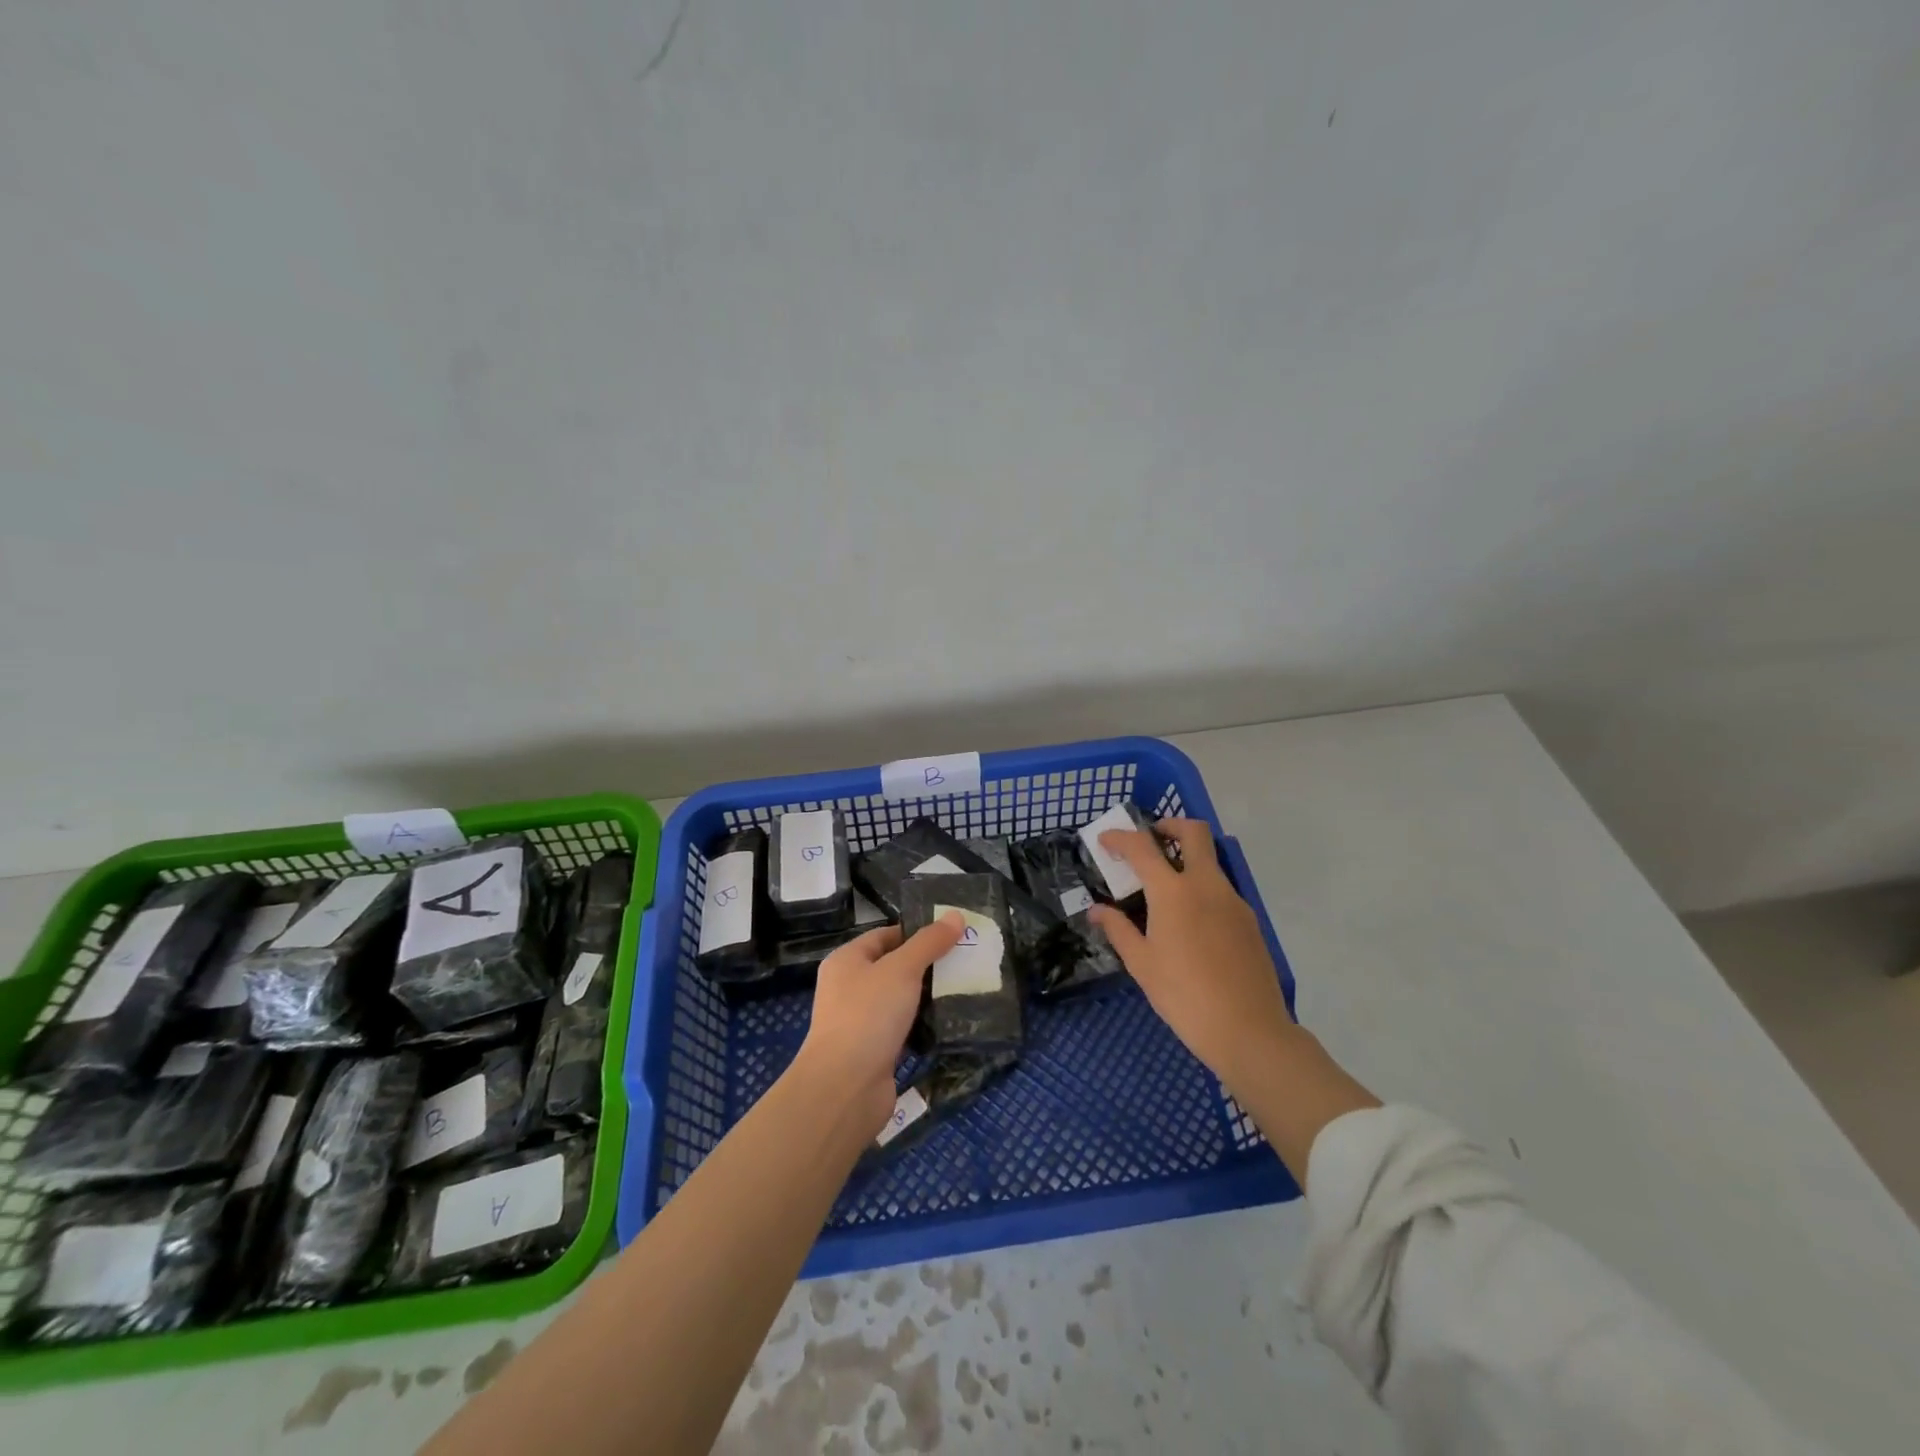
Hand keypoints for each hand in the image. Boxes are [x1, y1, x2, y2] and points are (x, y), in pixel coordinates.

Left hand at [796, 914, 964, 1131]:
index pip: (885, 935)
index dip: (916, 933)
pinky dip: (923, 1026)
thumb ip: (929, 942)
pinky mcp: (874, 1052)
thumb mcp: (902, 969)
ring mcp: (860, 1022)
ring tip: (966, 989)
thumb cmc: (868, 1015)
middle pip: (894, 967)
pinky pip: (903, 1030)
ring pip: (900, 1000)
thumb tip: (956, 915)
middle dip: (928, 966)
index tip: (952, 935)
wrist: (845, 1088)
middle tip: (966, 961)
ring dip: (928, 997)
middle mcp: (849, 988)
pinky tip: (951, 1023)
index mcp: (847, 961)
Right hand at [1089, 818, 1294, 1085]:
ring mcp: (1233, 900)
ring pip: (1210, 861)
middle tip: (1150, 840)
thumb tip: (1096, 911)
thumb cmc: (1184, 996)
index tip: (1105, 840)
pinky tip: (1190, 921)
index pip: (1142, 847)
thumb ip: (1118, 930)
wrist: (1248, 1030)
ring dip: (1187, 858)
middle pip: (1194, 832)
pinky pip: (1221, 889)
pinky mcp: (1249, 920)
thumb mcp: (1142, 964)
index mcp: (1173, 892)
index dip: (1120, 838)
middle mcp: (1206, 885)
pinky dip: (1201, 887)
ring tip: (1164, 889)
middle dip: (1170, 825)